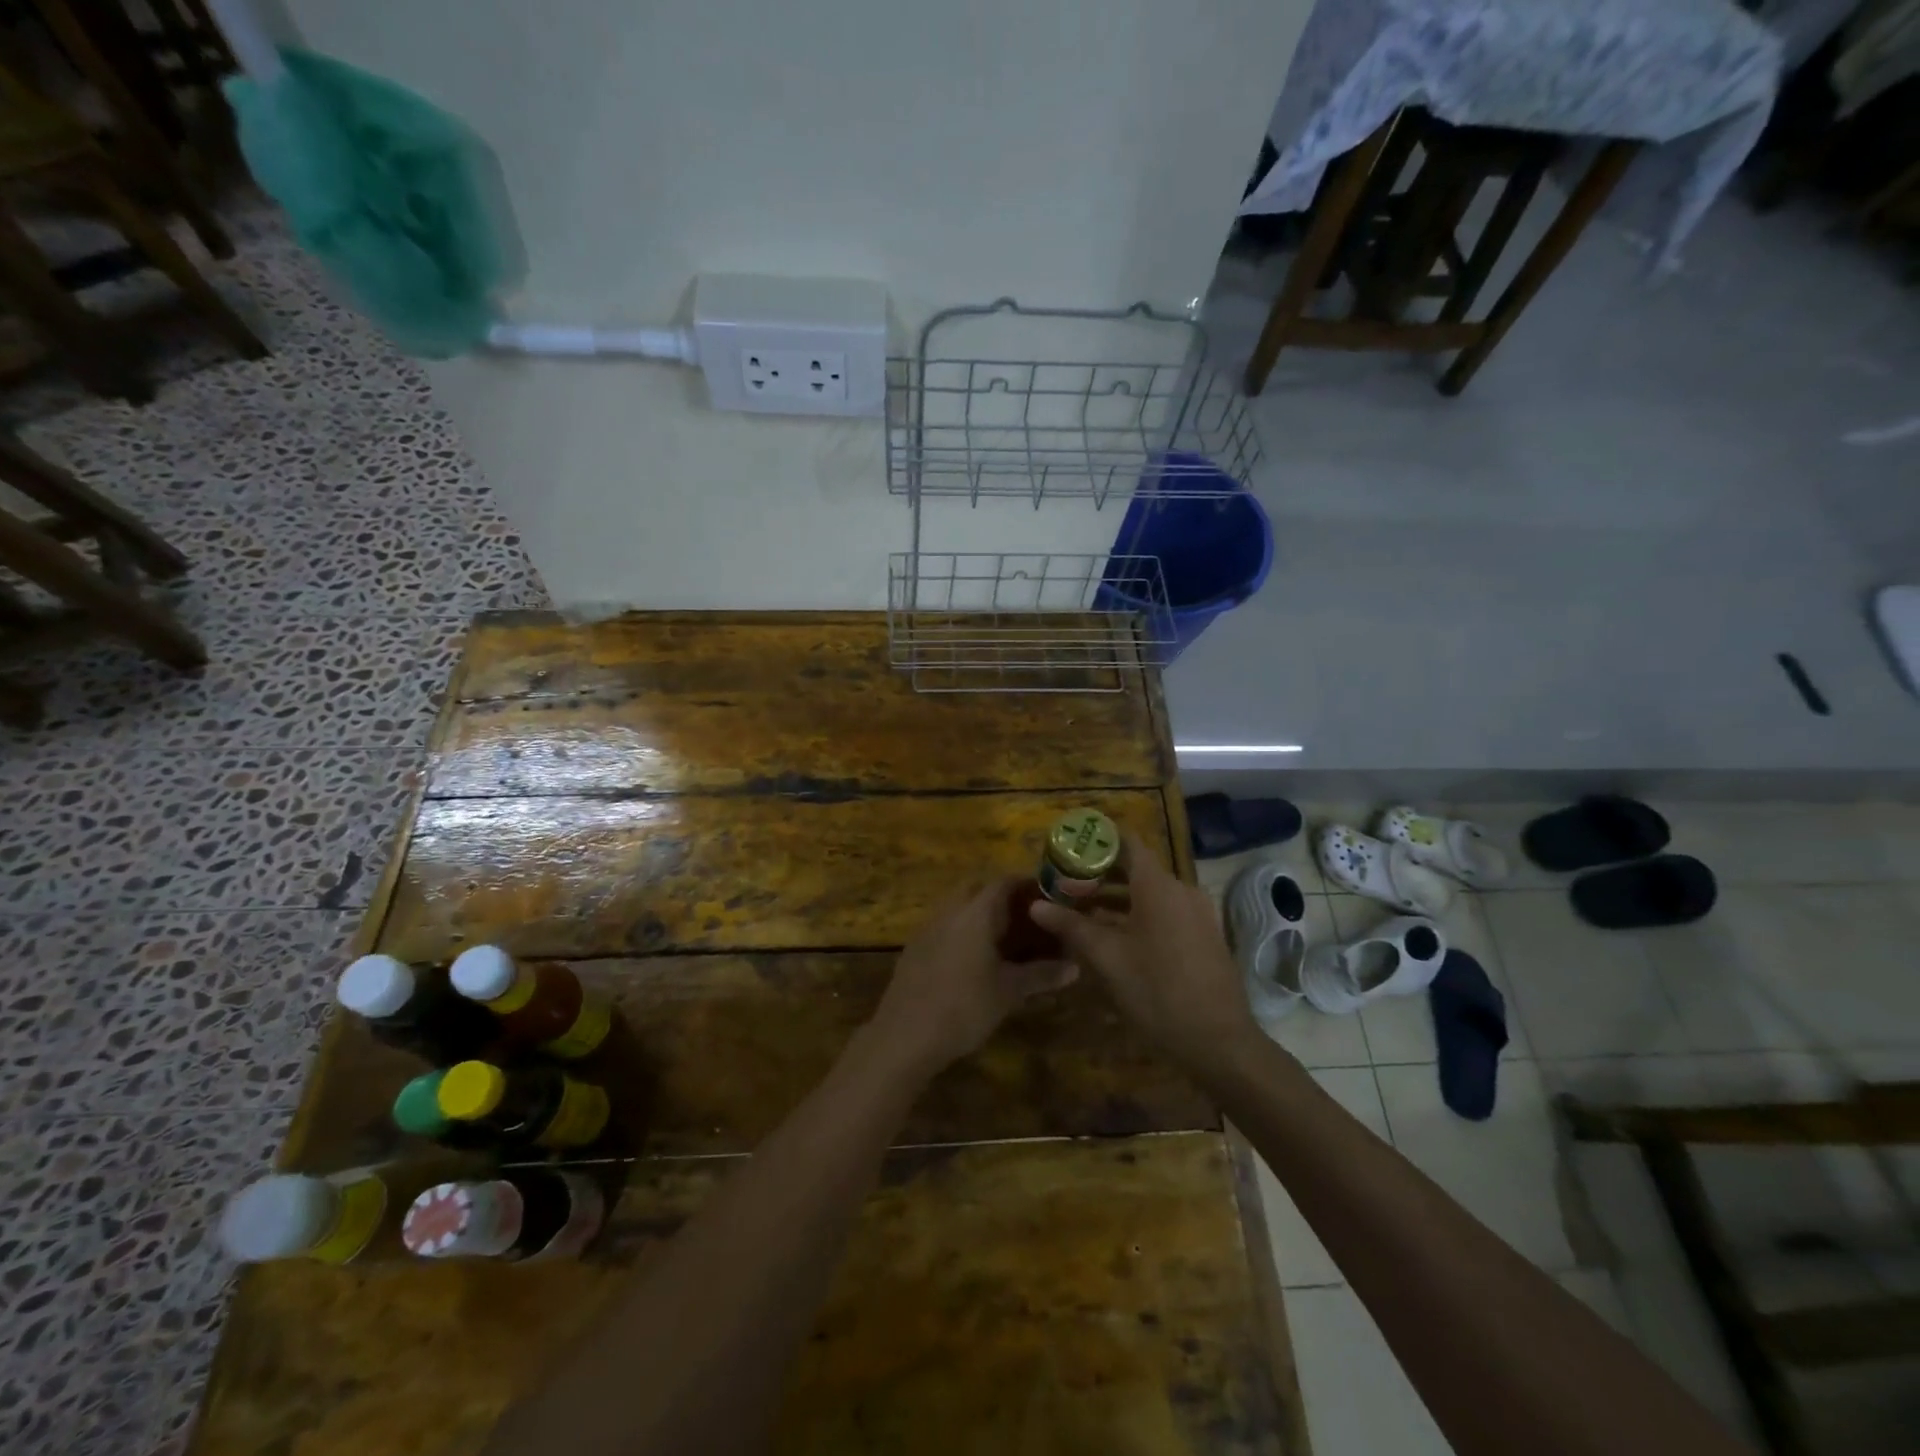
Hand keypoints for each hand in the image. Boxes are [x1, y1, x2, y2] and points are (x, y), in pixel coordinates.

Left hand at [867, 877, 1077, 1077]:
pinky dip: (964, 931)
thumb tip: (1075, 967)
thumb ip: (1041, 975)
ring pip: (959, 906)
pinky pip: (945, 926)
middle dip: (1003, 897)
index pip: (1004, 882)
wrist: (904, 1035)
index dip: (1027, 885)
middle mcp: (950, 910)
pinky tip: (975, 958)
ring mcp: (928, 927)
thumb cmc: (964, 1007)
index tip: (1048, 897)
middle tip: (1028, 918)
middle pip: (978, 889)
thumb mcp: (1009, 992)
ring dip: (981, 914)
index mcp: (975, 912)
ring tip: (1006, 938)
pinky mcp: (915, 947)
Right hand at [1029, 835, 1262, 1072]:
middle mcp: (1181, 890)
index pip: (1127, 843)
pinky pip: (1166, 913)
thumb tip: (1036, 905)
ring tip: (1082, 914)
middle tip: (1065, 886)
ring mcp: (1197, 914)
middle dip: (1100, 876)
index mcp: (1158, 886)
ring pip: (1150, 894)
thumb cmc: (1157, 991)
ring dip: (1117, 899)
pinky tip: (1115, 939)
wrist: (1219, 1042)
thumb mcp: (1106, 958)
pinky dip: (1139, 916)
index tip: (1069, 850)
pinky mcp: (1204, 937)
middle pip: (1136, 869)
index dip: (1098, 842)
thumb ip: (1071, 925)